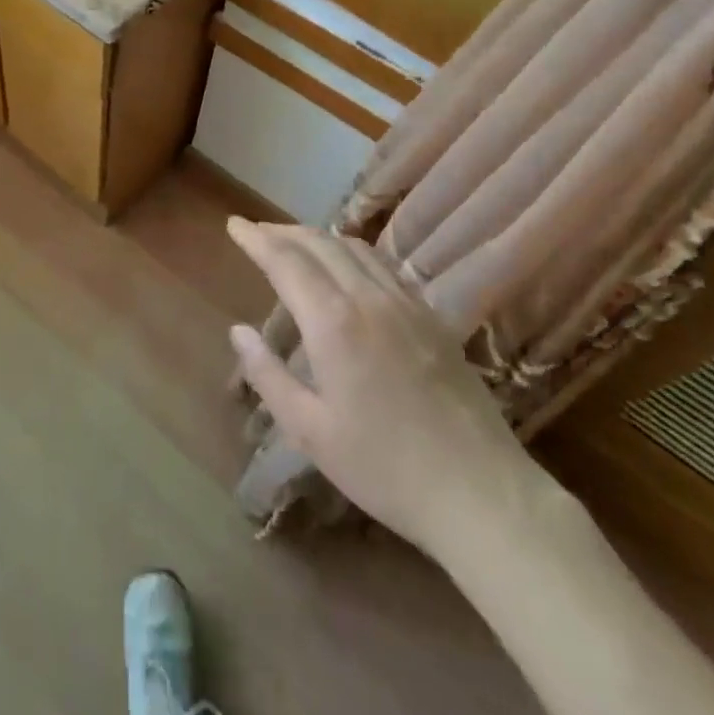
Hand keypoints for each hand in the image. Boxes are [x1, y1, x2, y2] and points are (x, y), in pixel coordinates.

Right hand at [226, 219, 545, 555]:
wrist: (479, 491)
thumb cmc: (383, 467)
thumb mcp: (310, 430)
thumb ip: (268, 374)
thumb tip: (238, 331)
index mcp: (333, 323)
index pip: (285, 261)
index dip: (256, 239)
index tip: (234, 224)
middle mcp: (368, 298)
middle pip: (320, 244)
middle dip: (283, 231)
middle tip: (257, 230)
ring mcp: (406, 304)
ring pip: (354, 248)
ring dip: (318, 237)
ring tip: (295, 241)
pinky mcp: (432, 317)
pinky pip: (383, 265)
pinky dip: (353, 252)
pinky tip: (348, 266)